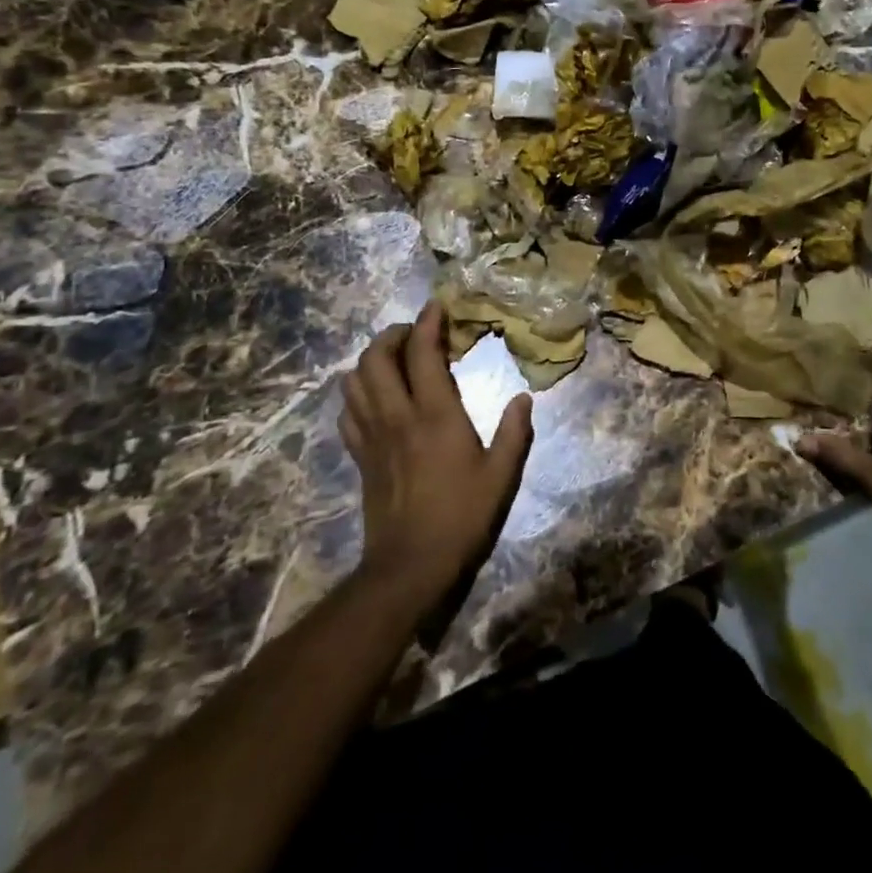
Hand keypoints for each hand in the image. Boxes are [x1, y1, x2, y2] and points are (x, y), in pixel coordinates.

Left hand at [339, 301, 534, 609]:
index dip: (428, 323)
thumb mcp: (501, 476)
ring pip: (354, 381)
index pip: (423, 353)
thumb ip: (514, 433)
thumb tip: (524, 398)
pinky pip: (347, 412)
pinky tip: (378, 398)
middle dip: (392, 335)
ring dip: (371, 360)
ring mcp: (373, 436)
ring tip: (395, 360)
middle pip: (375, 358)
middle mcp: (397, 416)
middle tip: (414, 334)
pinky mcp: (360, 456)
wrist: (409, 566)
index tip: (438, 306)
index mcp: (435, 415)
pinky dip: (358, 393)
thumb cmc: (461, 517)